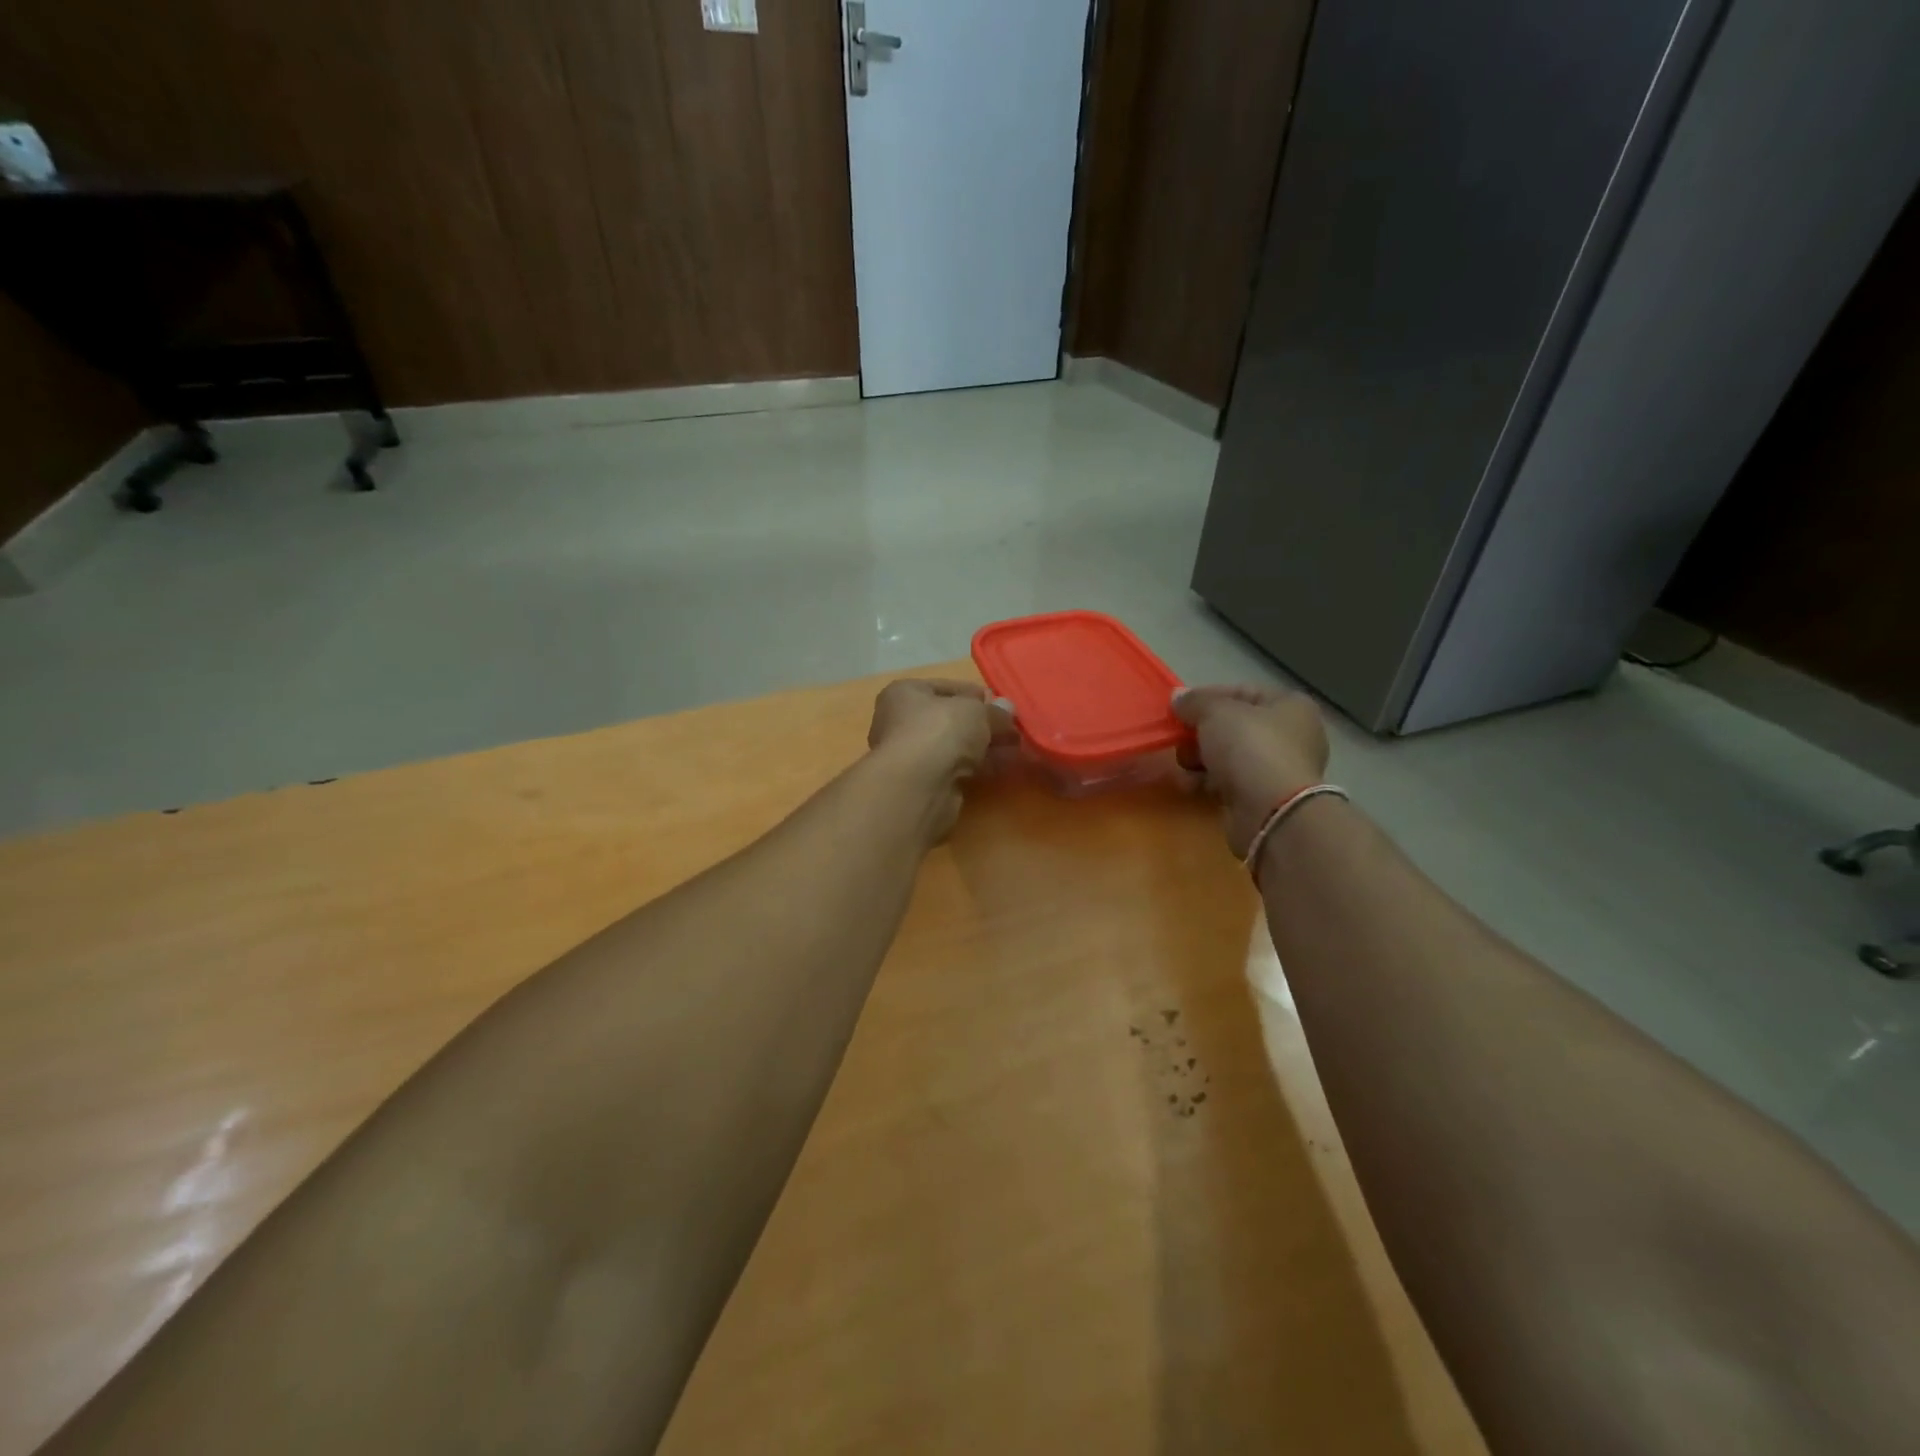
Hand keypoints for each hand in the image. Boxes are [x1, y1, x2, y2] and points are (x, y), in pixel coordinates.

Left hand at [867, 679, 1016, 841]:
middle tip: (1014, 727)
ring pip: (957, 746)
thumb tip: (1007, 709)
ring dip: (988, 746)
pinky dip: (982, 765)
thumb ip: (994, 711)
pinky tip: (1009, 765)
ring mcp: (913, 755)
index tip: (1000, 702)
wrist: (919, 786)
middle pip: (952, 719)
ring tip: (1019, 746)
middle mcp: (902, 722)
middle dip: (985, 724)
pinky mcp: (926, 783)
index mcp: (905, 694)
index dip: (975, 694)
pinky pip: (959, 768)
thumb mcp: (975, 711)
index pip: (945, 687)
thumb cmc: (940, 730)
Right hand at [1173, 685, 1330, 857]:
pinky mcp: (1264, 798)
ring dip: (1200, 759)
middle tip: (1179, 738)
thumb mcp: (1216, 712)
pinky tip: (1190, 785)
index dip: (1207, 696)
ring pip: (1229, 756)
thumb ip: (1195, 701)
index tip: (1179, 708)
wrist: (1270, 811)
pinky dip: (1208, 782)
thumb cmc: (1249, 747)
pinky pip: (1229, 782)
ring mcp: (1279, 770)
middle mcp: (1292, 735)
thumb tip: (1178, 697)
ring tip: (1183, 765)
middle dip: (1200, 733)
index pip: (1243, 692)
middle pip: (1233, 726)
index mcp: (1291, 706)